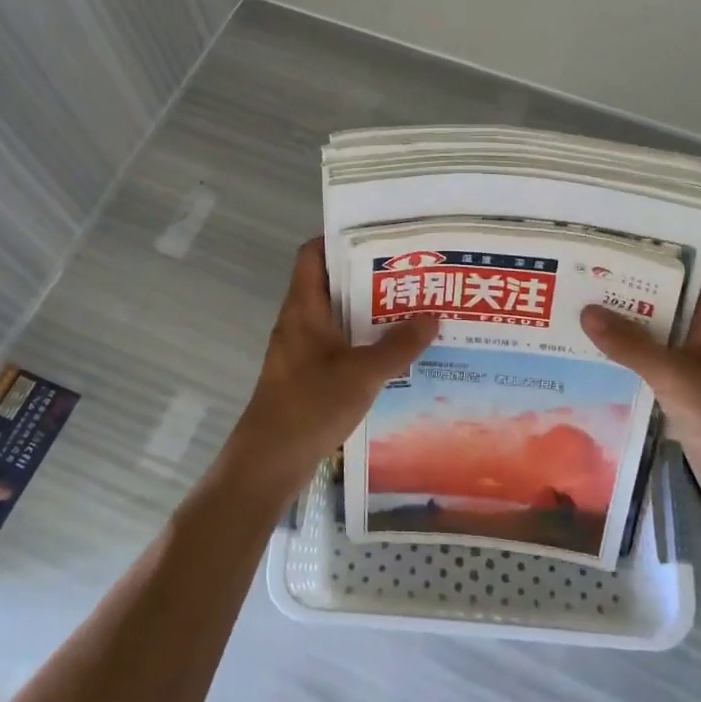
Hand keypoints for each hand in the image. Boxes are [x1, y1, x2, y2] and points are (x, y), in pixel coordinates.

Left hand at [219, 238, 438, 501]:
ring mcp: (303, 351)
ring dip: (371, 313)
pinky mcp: (309, 377)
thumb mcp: (362, 374)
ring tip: (413, 309)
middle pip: (333, 284)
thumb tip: (433, 316)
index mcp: (304, 309)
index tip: (380, 236)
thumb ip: (399, 346)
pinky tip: (397, 354)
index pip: (313, 254)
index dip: (341, 238)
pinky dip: (365, 344)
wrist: (267, 465)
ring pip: (339, 318)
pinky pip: (341, 347)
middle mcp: (300, 323)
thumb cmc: (308, 407)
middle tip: (412, 273)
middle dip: (370, 277)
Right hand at [580, 278, 700, 489]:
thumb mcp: (676, 376)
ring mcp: (693, 366)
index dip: (644, 260)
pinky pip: (648, 367)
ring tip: (570, 314)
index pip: (678, 273)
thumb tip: (586, 311)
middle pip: (659, 305)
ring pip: (650, 337)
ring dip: (619, 330)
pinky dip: (623, 362)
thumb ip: (631, 345)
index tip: (603, 250)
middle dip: (621, 295)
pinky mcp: (682, 394)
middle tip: (574, 281)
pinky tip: (587, 358)